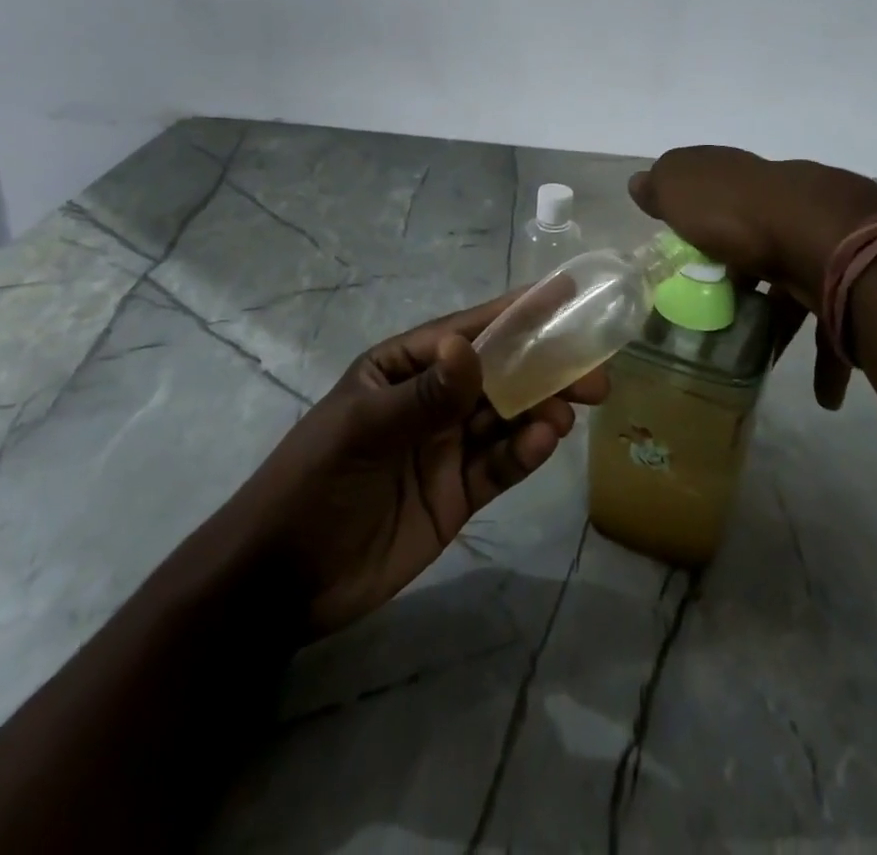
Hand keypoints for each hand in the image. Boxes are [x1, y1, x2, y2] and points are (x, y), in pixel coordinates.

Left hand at [239, 294, 607, 636]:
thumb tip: (472, 347)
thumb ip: (424, 395)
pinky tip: (545, 443)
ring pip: (507, 418)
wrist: (283, 581)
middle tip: (593, 370)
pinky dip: (525, 452)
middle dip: (543, 366)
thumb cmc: (315, 484)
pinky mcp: (459, 493)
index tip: (564, 295)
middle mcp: (432, 400)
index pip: (467, 332)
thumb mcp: (363, 432)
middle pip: (498, 375)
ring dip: (542, 408)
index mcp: (403, 368)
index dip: (515, 313)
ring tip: (574, 408)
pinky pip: (500, 465)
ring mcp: (447, 447)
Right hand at [629, 146, 876, 408]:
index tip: (687, 262)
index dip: (704, 226)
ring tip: (761, 359)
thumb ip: (662, 186)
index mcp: (748, 185)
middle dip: (747, 277)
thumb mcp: (683, 188)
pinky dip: (829, 360)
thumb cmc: (742, 214)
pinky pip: (838, 327)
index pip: (723, 197)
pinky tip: (822, 393)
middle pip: (763, 243)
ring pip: (802, 285)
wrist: (830, 239)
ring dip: (783, 323)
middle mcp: (791, 209)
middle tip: (722, 313)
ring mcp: (827, 246)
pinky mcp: (855, 288)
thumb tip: (641, 182)